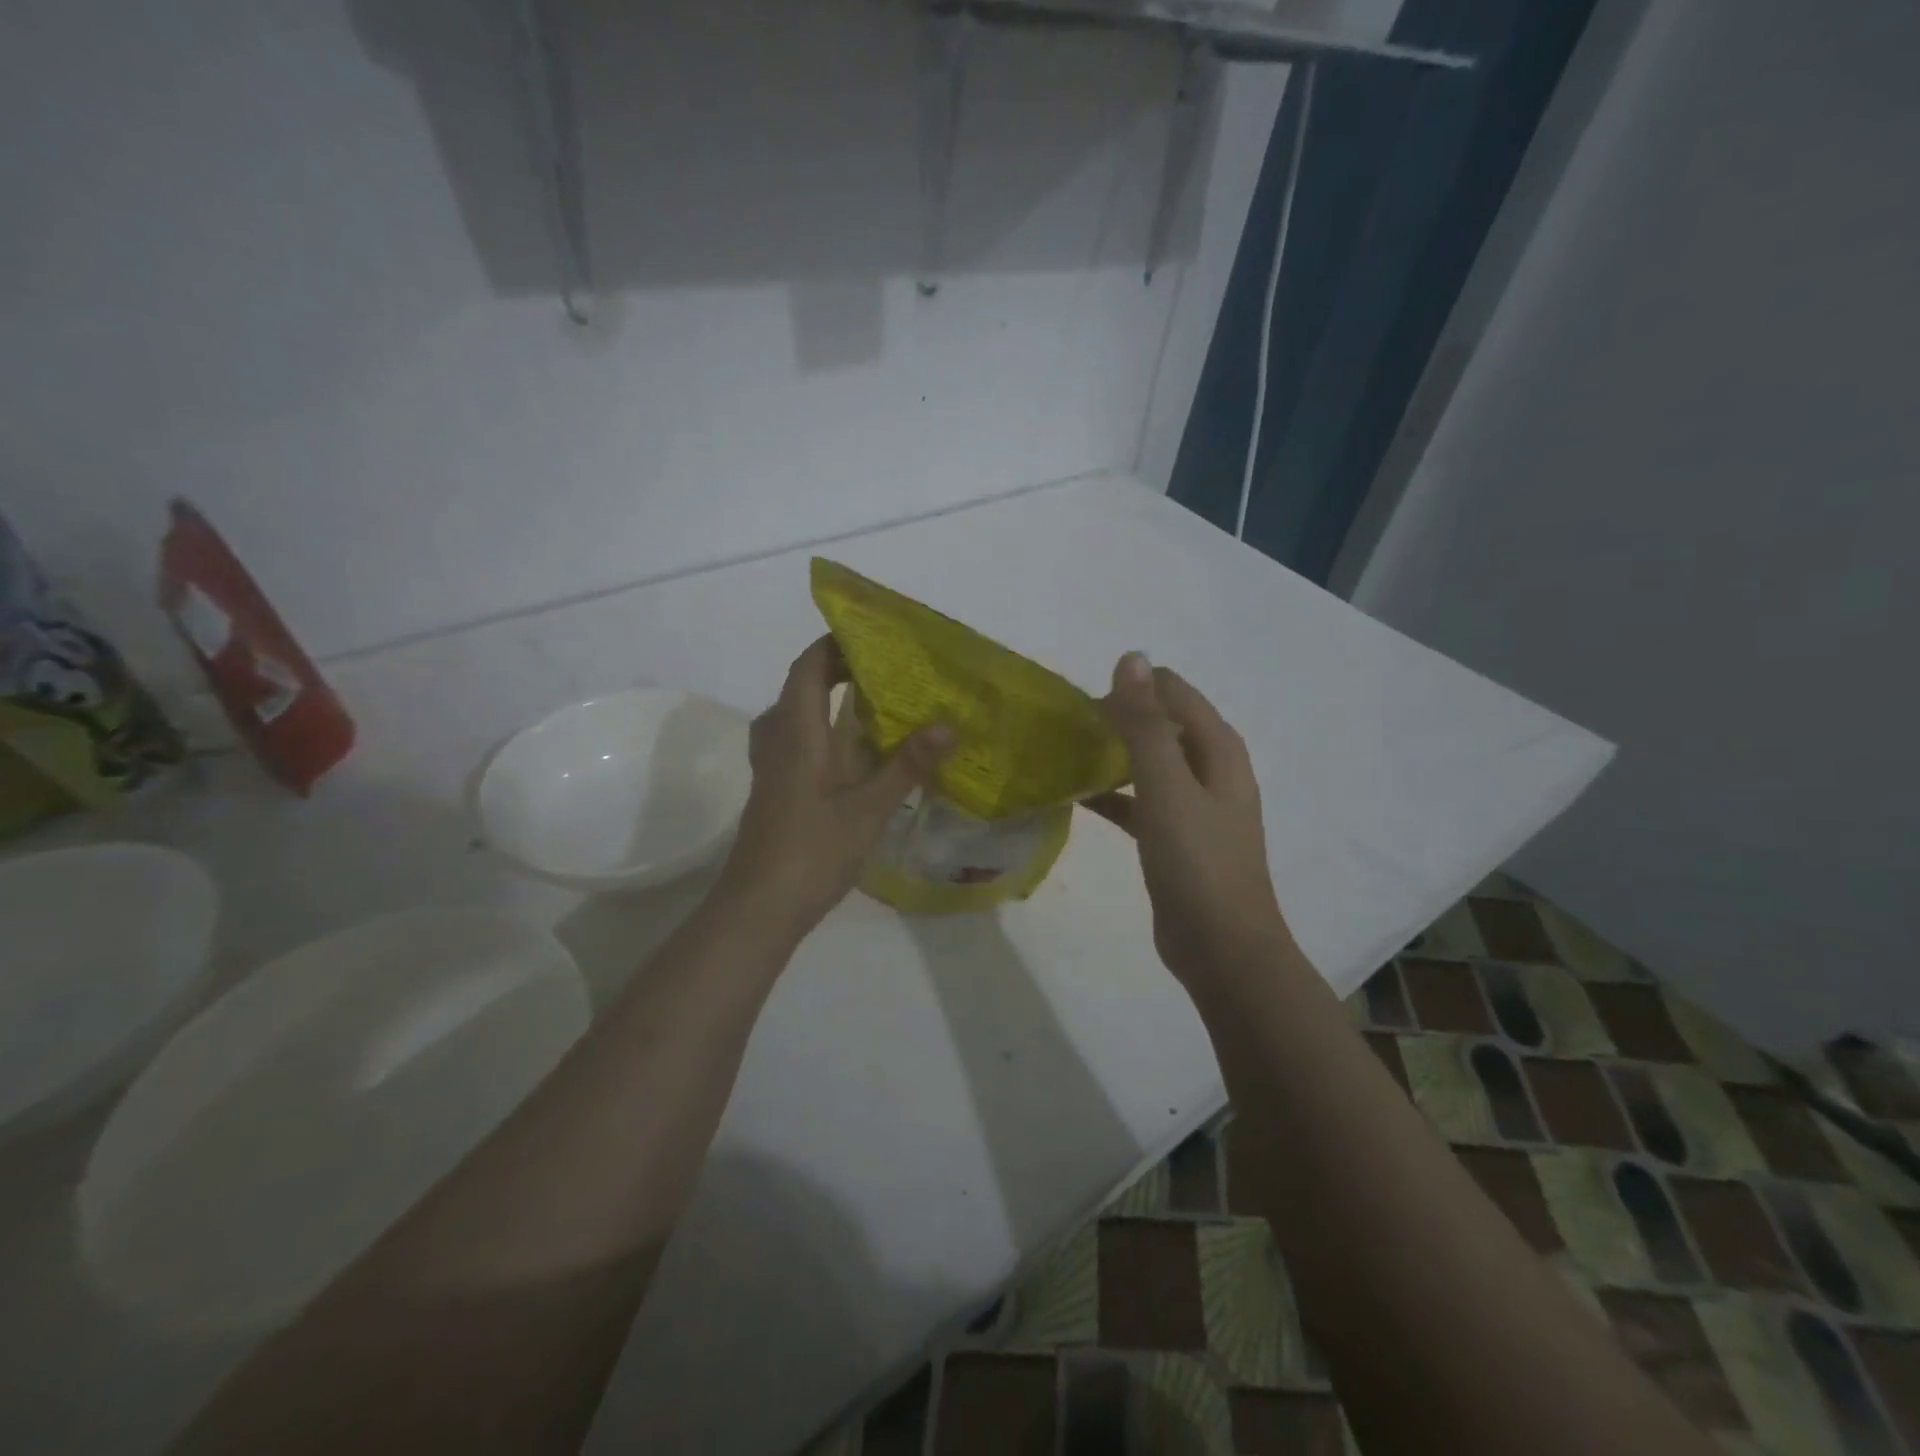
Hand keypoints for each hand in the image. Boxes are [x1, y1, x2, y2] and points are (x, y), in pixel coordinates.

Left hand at [718, 636, 952, 940]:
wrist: (758, 909)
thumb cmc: (811, 852)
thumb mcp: (868, 809)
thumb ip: (907, 766)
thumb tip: (948, 724)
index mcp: (796, 733)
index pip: (808, 667)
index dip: (834, 644)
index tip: (872, 635)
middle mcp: (779, 740)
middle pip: (802, 687)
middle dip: (839, 670)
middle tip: (886, 668)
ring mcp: (774, 767)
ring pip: (799, 717)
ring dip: (831, 702)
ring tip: (876, 701)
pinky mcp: (777, 791)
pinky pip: (801, 743)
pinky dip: (827, 733)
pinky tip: (858, 752)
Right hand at [1085, 653, 1291, 983]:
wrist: (1222, 948)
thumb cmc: (1198, 862)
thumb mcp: (1167, 787)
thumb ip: (1146, 724)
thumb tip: (1130, 658)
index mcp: (1218, 748)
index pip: (1173, 691)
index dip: (1130, 689)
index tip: (1082, 705)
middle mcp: (1210, 769)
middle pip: (1160, 724)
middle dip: (1117, 719)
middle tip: (1067, 729)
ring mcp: (1194, 806)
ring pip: (1148, 763)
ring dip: (1112, 755)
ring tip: (1065, 754)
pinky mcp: (1175, 838)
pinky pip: (1139, 802)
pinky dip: (1112, 795)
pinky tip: (1077, 796)